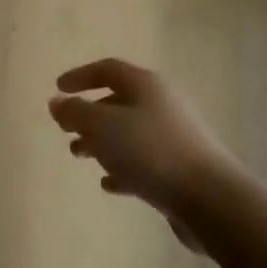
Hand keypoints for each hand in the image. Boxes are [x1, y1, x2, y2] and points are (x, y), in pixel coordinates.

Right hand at [48, 59, 239, 241]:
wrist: (209, 198)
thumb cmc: (150, 152)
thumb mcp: (103, 127)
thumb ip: (75, 112)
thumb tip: (57, 102)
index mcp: (146, 85)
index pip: (108, 69)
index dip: (80, 76)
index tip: (58, 88)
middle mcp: (163, 104)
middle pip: (119, 101)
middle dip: (89, 114)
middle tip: (66, 130)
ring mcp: (174, 136)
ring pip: (130, 133)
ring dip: (102, 142)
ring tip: (80, 156)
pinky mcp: (180, 168)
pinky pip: (144, 161)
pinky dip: (123, 168)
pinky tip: (109, 184)